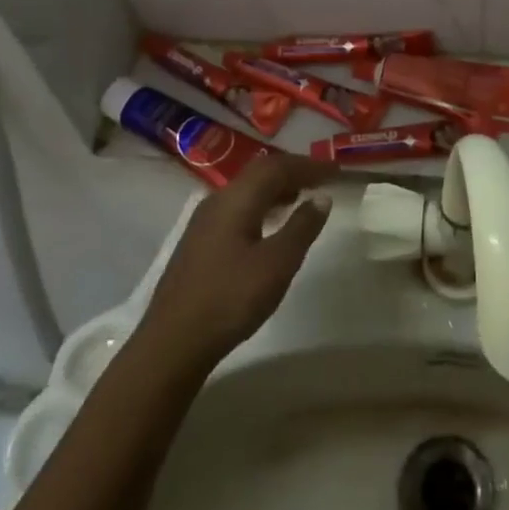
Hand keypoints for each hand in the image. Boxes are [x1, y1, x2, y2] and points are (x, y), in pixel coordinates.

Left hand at [138, 155, 334, 372]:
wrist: (172, 343)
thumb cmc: (230, 299)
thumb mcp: (277, 264)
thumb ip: (302, 227)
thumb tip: (321, 197)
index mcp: (236, 199)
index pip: (277, 167)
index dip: (308, 165)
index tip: (336, 171)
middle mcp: (218, 201)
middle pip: (259, 173)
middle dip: (292, 172)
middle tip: (321, 179)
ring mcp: (204, 222)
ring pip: (247, 190)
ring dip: (276, 188)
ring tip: (301, 197)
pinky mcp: (199, 242)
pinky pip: (238, 207)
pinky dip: (262, 205)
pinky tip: (270, 224)